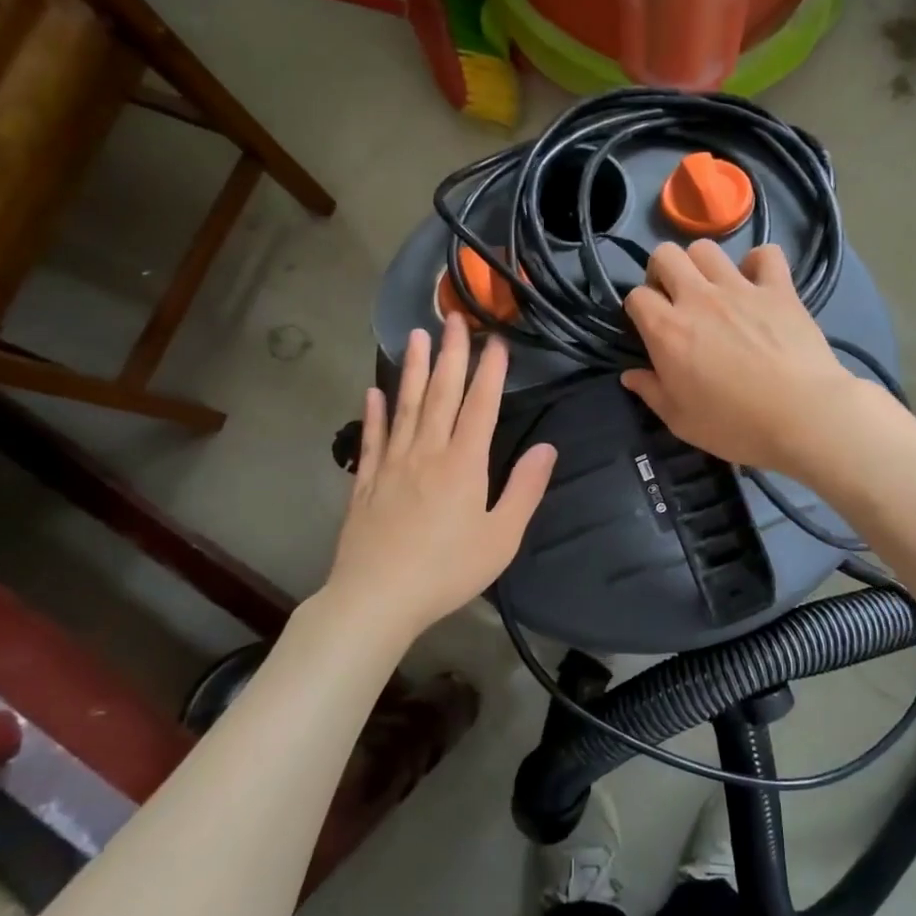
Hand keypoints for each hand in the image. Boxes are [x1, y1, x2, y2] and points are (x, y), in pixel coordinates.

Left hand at [326, 314, 556, 640]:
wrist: (378, 598)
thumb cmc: (448, 570)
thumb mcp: (501, 537)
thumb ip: (525, 489)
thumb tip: (549, 448)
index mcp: (464, 464)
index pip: (481, 406)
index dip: (490, 371)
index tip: (496, 341)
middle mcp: (427, 452)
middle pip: (441, 394)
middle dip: (450, 354)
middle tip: (453, 317)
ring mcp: (392, 464)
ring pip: (405, 406)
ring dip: (412, 370)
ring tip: (415, 336)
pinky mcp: (365, 482)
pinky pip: (371, 439)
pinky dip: (374, 413)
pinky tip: (373, 392)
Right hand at [621, 241, 866, 477]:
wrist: (802, 417)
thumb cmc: (735, 426)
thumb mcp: (681, 420)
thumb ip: (651, 392)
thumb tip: (629, 375)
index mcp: (668, 331)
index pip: (636, 296)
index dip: (638, 309)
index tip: (649, 328)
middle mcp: (698, 298)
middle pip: (666, 255)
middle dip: (662, 272)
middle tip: (675, 300)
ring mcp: (740, 288)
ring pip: (707, 248)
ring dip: (702, 265)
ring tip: (713, 290)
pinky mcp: (779, 288)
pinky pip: (766, 254)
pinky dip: (759, 263)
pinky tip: (759, 284)